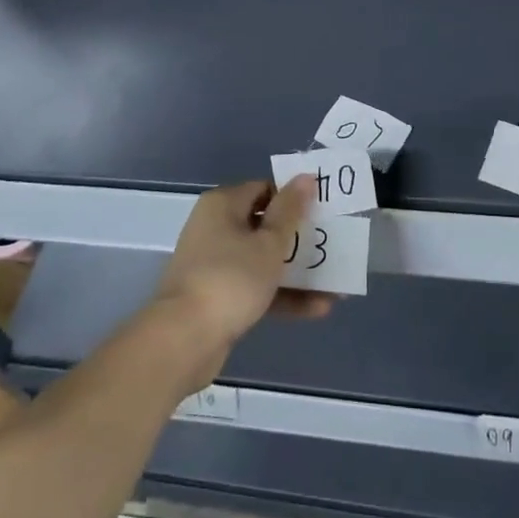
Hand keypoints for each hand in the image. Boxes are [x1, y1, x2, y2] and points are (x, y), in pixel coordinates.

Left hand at [150, 177, 335, 385]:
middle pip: (265, 225)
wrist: (183, 340)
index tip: (322, 211)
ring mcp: (215, 264)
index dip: (294, 198)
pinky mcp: (218, 297)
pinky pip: (256, 287)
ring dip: (296, 271)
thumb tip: (304, 177)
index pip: (264, 189)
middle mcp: (216, 228)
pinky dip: (282, 295)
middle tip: (333, 245)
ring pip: (262, 260)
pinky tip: (317, 308)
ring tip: (335, 284)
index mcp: (223, 205)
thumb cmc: (230, 279)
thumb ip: (290, 211)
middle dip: (300, 239)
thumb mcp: (268, 244)